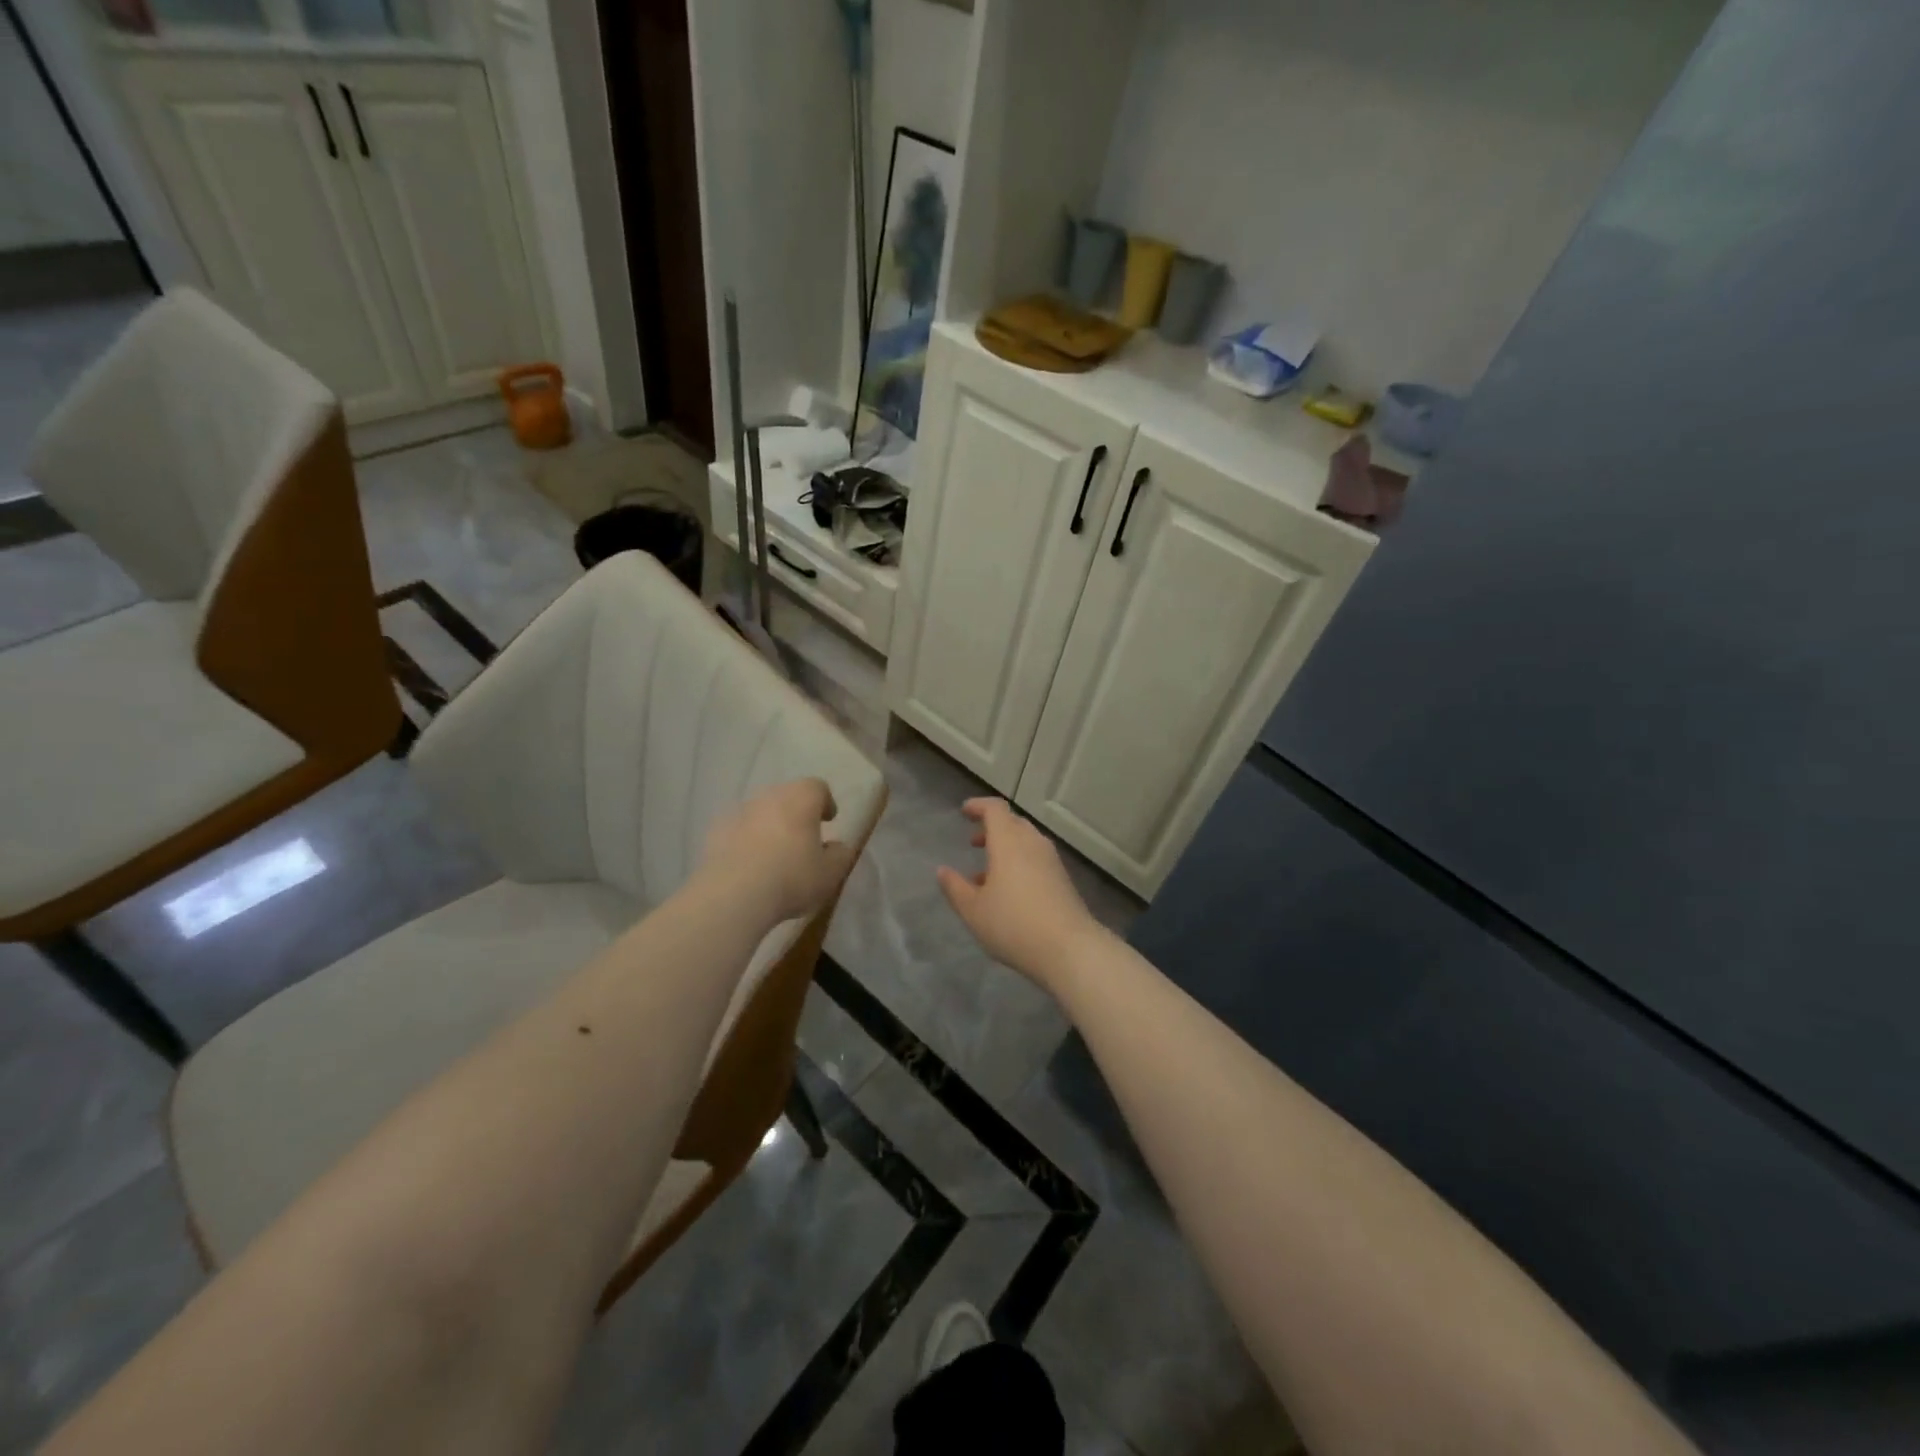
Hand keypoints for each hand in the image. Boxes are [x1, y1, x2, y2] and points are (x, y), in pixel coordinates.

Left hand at [701, 778, 855, 924]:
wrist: (733, 896)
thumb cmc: (791, 878)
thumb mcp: (830, 873)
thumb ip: (840, 855)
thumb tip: (836, 846)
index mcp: (801, 798)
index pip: (817, 787)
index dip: (825, 802)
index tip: (828, 821)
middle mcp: (769, 796)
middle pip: (787, 796)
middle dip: (796, 813)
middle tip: (802, 838)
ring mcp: (739, 812)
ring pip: (760, 812)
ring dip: (769, 826)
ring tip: (773, 854)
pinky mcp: (715, 831)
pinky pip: (737, 829)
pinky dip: (745, 840)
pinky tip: (748, 864)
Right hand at [937, 798, 1108, 991]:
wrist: (1069, 949)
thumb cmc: (1013, 924)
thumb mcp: (973, 910)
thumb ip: (955, 888)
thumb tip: (942, 871)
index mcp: (1008, 842)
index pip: (995, 809)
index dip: (979, 806)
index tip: (964, 812)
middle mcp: (1032, 844)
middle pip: (1013, 823)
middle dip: (991, 828)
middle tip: (973, 841)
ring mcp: (1051, 861)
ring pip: (1026, 842)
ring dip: (1005, 848)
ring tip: (984, 873)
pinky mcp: (1063, 879)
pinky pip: (1036, 859)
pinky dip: (1019, 863)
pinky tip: (1008, 891)